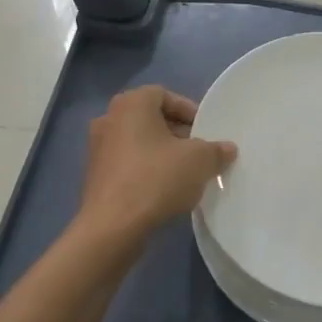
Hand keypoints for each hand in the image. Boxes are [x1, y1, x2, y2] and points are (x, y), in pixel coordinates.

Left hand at [77, 85, 236, 245]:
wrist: (112, 227)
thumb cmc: (157, 179)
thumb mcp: (200, 161)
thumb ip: (216, 150)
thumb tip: (227, 149)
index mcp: (131, 104)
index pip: (164, 94)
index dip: (188, 110)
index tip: (205, 130)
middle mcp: (109, 119)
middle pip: (150, 118)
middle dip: (177, 132)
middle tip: (198, 151)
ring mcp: (98, 149)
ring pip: (138, 142)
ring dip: (162, 152)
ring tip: (185, 172)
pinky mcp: (95, 176)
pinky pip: (127, 163)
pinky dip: (146, 170)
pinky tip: (164, 190)